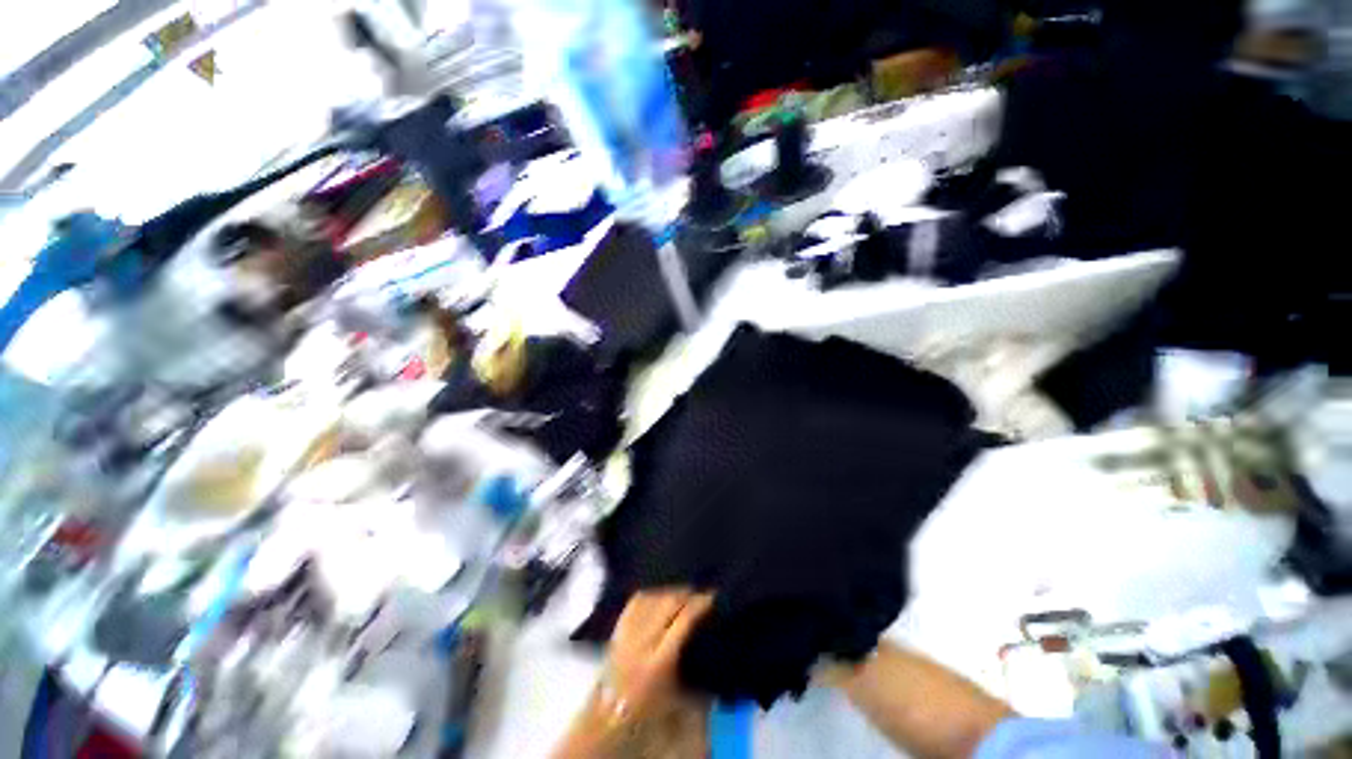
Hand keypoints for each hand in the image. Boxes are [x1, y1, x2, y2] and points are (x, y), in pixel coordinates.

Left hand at [601, 589, 713, 720]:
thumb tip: (718, 648)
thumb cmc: (648, 709)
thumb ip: (699, 675)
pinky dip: (653, 594)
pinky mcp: (618, 627)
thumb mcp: (679, 698)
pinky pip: (637, 601)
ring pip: (653, 598)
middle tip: (700, 594)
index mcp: (660, 661)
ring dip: (671, 592)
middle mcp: (643, 641)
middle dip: (686, 594)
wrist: (608, 714)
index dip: (699, 605)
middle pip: (668, 604)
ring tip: (684, 594)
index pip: (683, 621)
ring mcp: (628, 632)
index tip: (712, 597)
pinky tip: (662, 595)